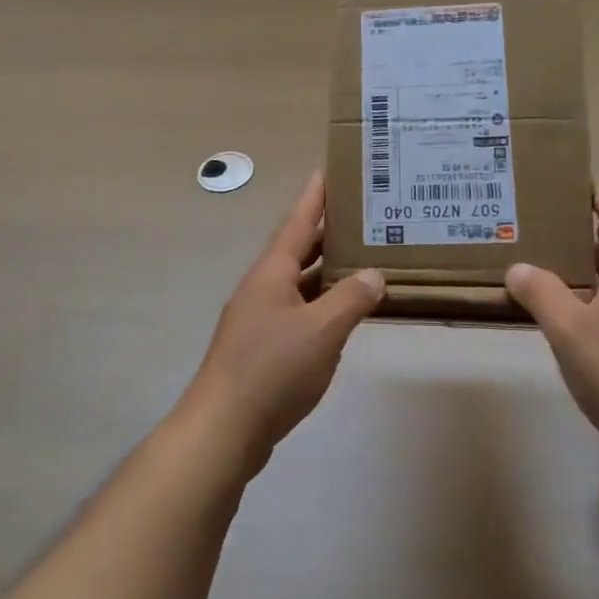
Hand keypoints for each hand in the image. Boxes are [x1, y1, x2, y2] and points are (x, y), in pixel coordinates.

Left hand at [180, 172, 385, 475]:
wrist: (224, 427)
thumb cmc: (273, 369)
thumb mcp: (322, 331)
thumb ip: (351, 299)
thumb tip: (375, 273)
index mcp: (271, 274)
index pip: (297, 224)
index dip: (313, 198)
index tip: (326, 171)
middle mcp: (261, 289)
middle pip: (296, 251)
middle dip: (324, 233)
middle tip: (358, 217)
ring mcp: (257, 320)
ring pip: (297, 284)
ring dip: (324, 271)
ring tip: (358, 261)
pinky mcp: (260, 349)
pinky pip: (296, 313)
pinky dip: (319, 305)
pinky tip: (339, 316)